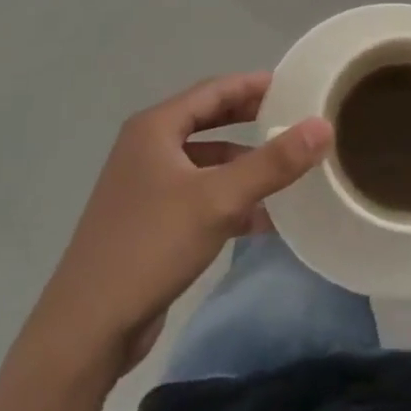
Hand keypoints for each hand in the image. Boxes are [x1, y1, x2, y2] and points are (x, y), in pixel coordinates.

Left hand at [23, 73, 330, 377]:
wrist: (88, 326)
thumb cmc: (151, 246)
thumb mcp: (218, 200)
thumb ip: (272, 163)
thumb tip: (322, 126)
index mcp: (155, 129)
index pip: (212, 91)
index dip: (252, 85)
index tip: (293, 85)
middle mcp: (147, 149)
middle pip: (208, 122)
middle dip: (250, 122)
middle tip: (293, 120)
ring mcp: (145, 187)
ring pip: (205, 164)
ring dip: (242, 166)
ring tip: (287, 172)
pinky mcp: (149, 222)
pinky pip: (198, 197)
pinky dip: (229, 200)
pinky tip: (262, 220)